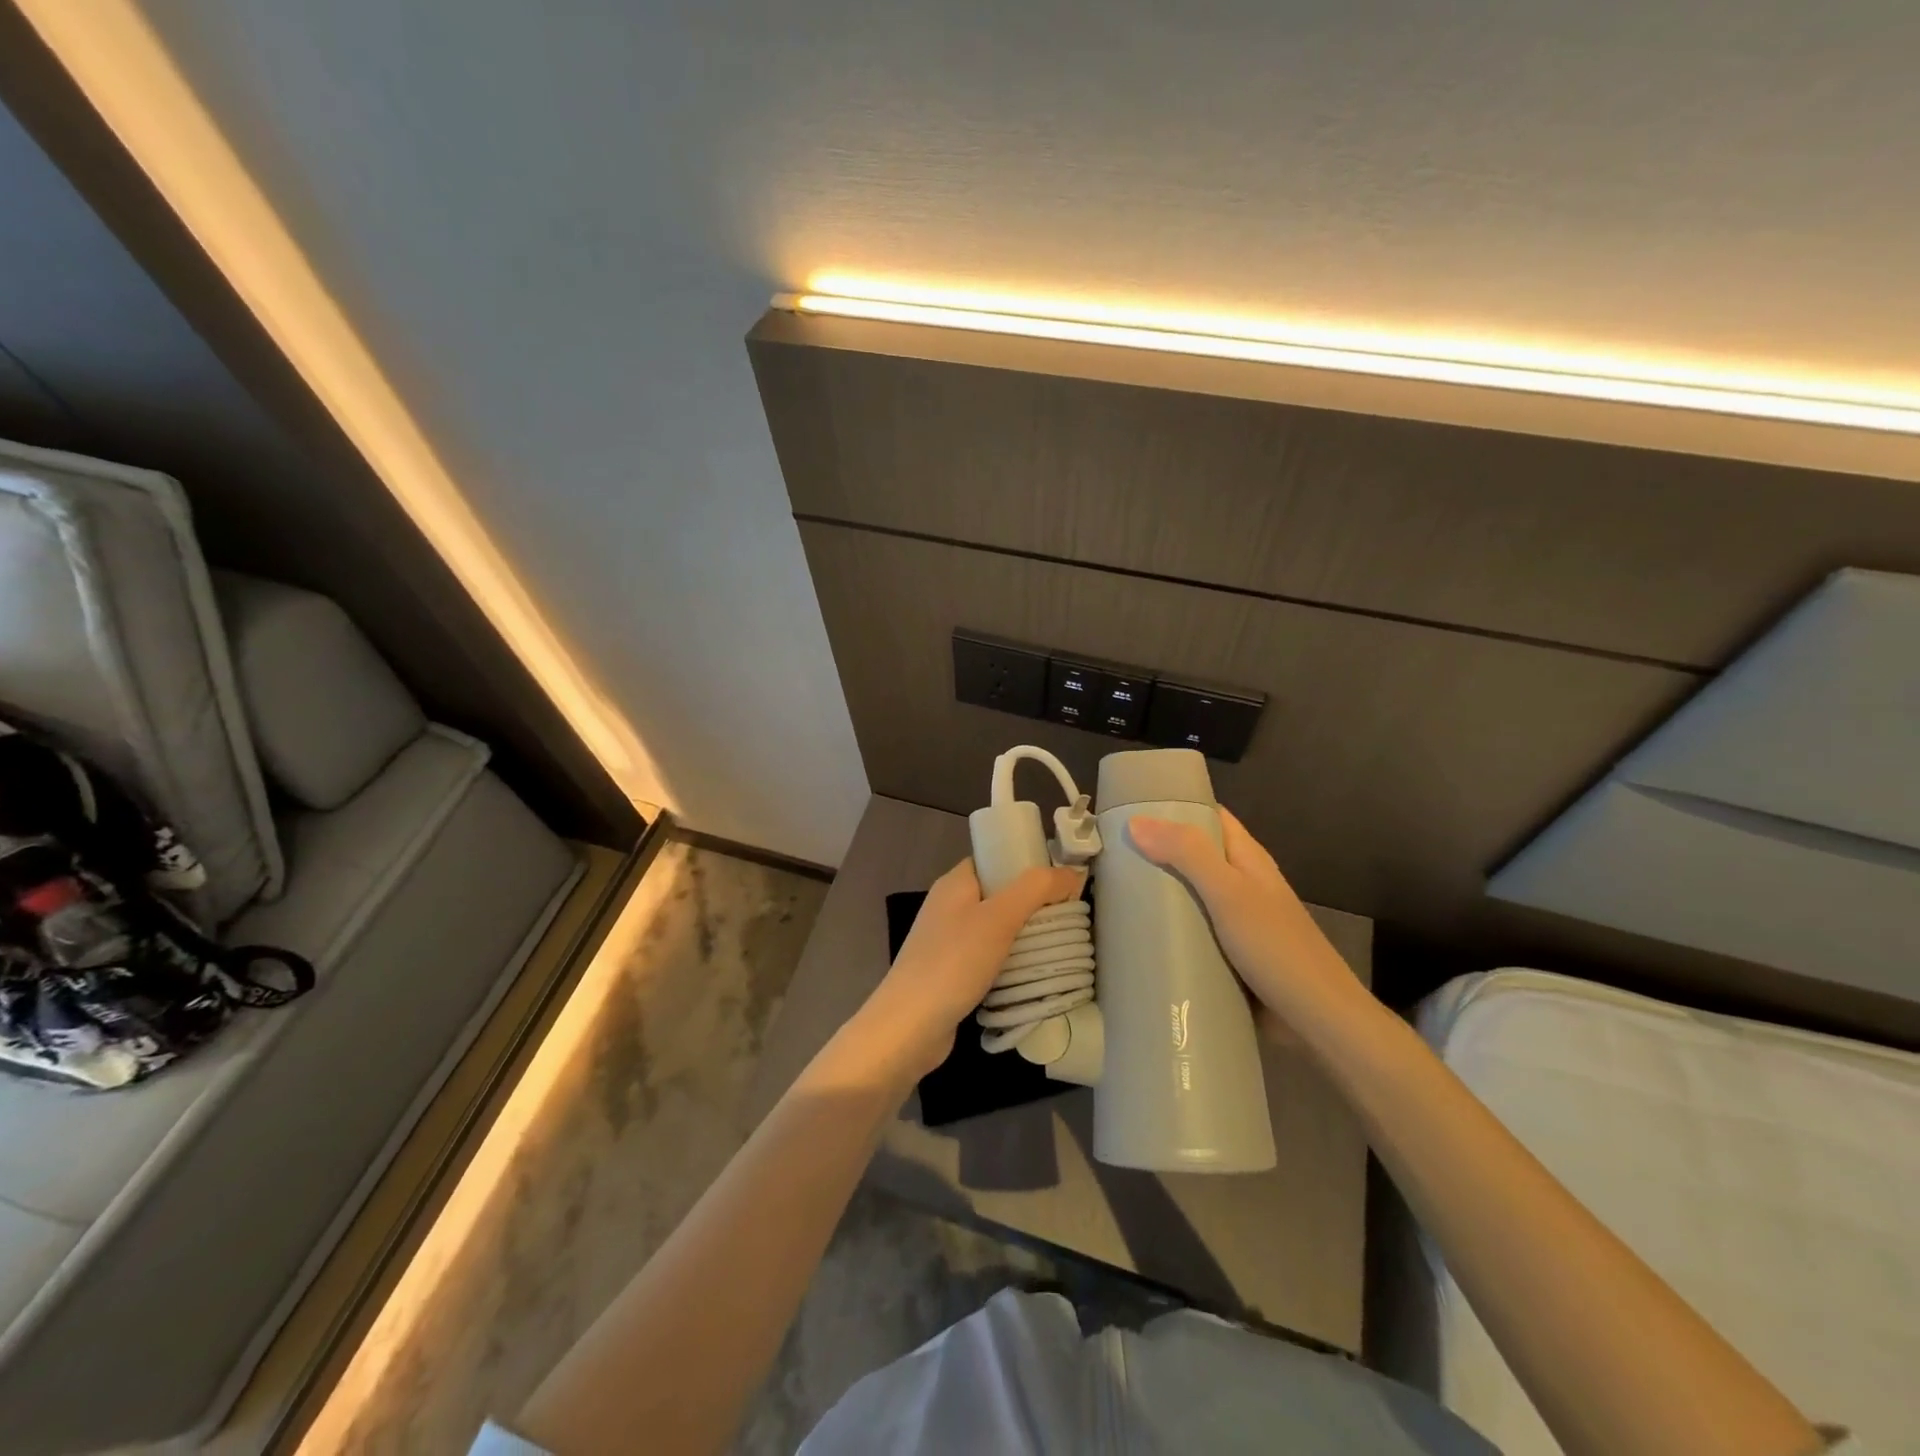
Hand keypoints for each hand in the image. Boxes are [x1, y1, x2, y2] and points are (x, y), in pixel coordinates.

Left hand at [845, 858, 1083, 1089]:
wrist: (909, 1027)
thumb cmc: (953, 962)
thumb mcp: (999, 918)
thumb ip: (1036, 889)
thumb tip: (1072, 872)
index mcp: (955, 883)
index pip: (995, 860)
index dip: (1026, 865)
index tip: (1062, 882)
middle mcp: (949, 906)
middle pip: (999, 895)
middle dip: (1033, 905)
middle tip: (1069, 918)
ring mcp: (947, 941)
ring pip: (996, 929)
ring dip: (1024, 937)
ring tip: (1059, 946)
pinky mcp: (950, 973)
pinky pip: (989, 958)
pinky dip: (1010, 963)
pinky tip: (1031, 974)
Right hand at [1126, 808, 1362, 1027]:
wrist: (1318, 1020)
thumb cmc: (1276, 948)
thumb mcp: (1229, 893)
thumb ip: (1187, 854)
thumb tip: (1135, 821)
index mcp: (1247, 859)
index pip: (1210, 816)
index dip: (1175, 805)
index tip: (1131, 805)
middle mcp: (1241, 883)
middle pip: (1194, 856)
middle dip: (1156, 852)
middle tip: (1109, 852)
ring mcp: (1236, 921)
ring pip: (1190, 895)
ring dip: (1158, 892)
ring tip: (1111, 890)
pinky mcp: (1228, 955)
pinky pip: (1191, 931)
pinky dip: (1168, 929)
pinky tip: (1138, 934)